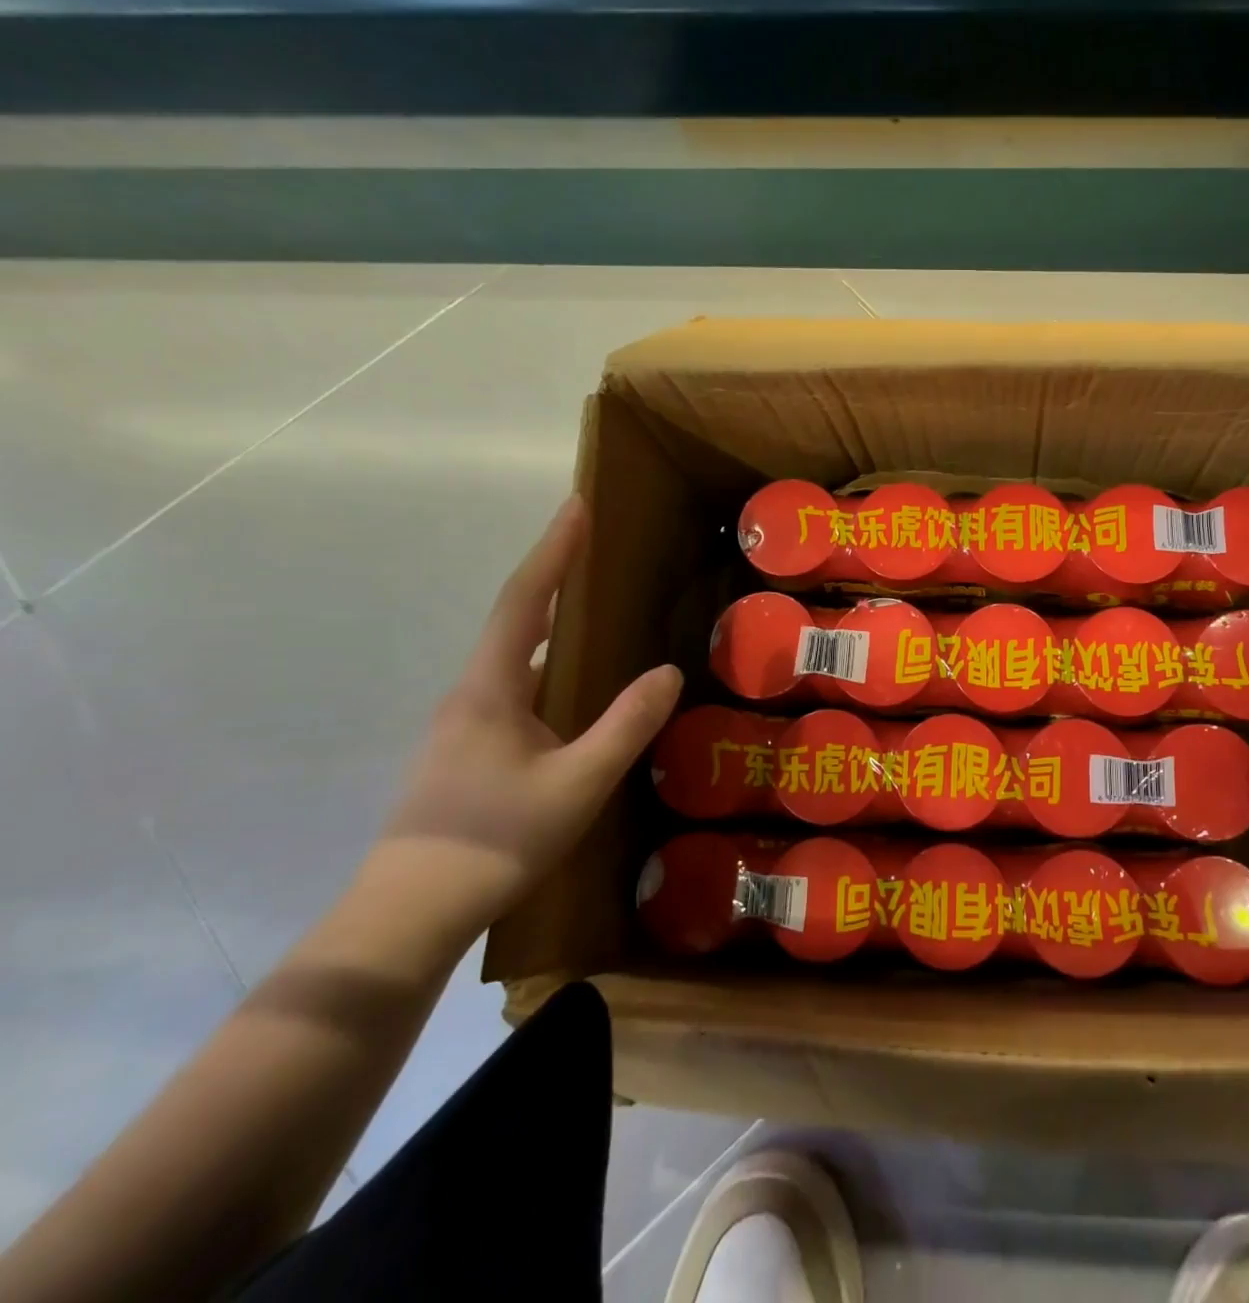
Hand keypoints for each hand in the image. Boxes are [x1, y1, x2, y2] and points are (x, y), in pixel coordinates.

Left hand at [372, 495, 682, 941]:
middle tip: (595, 551)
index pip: (525, 601)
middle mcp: (470, 695)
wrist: (407, 916)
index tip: (578, 506)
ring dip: (551, 627)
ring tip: (596, 614)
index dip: (553, 550)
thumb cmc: (495, 839)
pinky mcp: (466, 754)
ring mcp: (462, 727)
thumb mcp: (579, 782)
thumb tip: (669, 671)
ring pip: (514, 660)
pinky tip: (575, 695)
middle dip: (555, 579)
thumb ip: (627, 724)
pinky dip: (549, 670)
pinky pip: (515, 691)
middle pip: (515, 621)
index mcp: (490, 688)